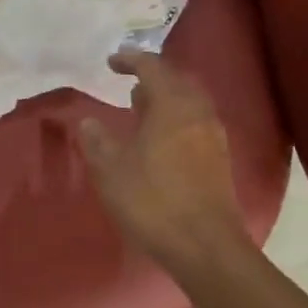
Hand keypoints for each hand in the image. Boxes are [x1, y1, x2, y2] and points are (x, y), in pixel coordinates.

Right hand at [79, 52, 248, 276]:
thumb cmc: (153, 201)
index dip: (130, 60)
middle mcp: (197, 112)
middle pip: (177, 80)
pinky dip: (175, 117)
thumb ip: (97, 140)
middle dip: (152, 75)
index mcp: (172, 105)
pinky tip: (158, 138)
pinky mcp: (218, 159)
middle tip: (128, 81)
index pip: (152, 67)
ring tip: (139, 107)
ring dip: (165, 97)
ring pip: (189, 101)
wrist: (206, 247)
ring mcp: (212, 136)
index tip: (110, 62)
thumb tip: (89, 121)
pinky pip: (195, 122)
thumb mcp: (111, 170)